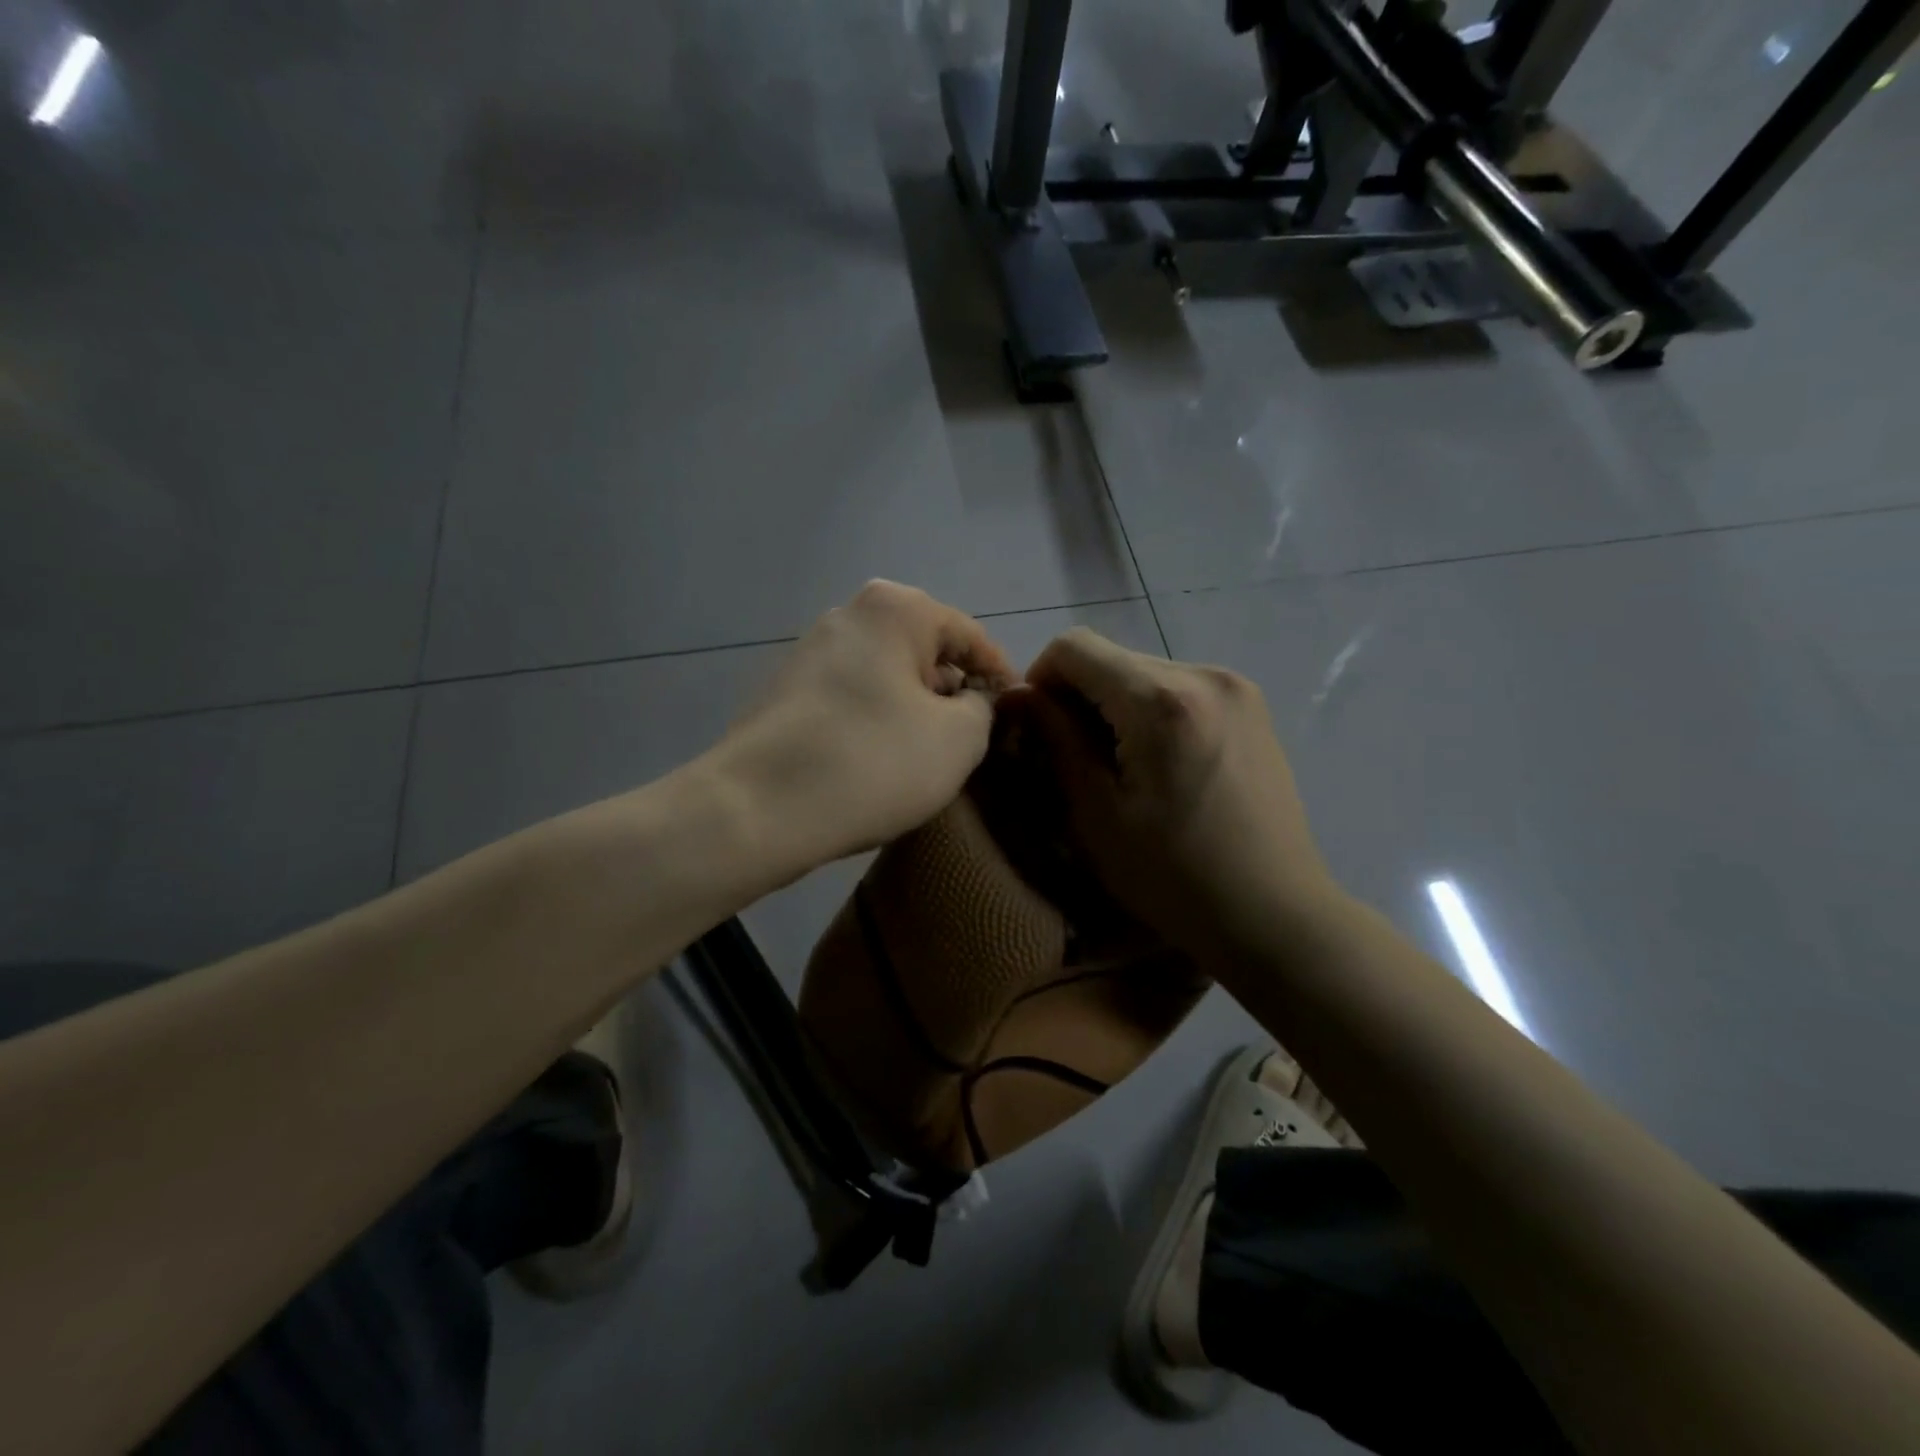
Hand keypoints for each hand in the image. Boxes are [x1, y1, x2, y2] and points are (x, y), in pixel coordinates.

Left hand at [714, 581, 1014, 872]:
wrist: (756, 809)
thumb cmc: (873, 762)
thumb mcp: (958, 739)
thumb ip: (982, 708)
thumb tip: (970, 700)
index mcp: (895, 609)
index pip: (968, 636)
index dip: (999, 674)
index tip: (1016, 710)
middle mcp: (848, 615)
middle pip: (923, 652)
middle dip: (952, 691)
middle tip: (975, 737)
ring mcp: (809, 652)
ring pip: (885, 676)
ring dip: (913, 708)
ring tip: (929, 753)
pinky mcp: (784, 692)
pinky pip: (851, 698)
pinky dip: (876, 720)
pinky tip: (880, 760)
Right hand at [1021, 628, 1335, 960]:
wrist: (1275, 915)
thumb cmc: (1175, 878)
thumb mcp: (1097, 814)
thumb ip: (1057, 741)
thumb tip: (1021, 696)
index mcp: (1161, 701)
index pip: (1076, 646)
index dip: (1040, 678)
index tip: (1038, 727)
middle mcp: (1204, 675)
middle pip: (1112, 657)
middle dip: (1079, 696)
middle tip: (1074, 757)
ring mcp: (1236, 687)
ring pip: (1145, 672)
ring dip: (1116, 705)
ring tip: (1120, 766)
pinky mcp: (1252, 706)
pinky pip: (1179, 688)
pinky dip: (1151, 712)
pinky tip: (1160, 764)